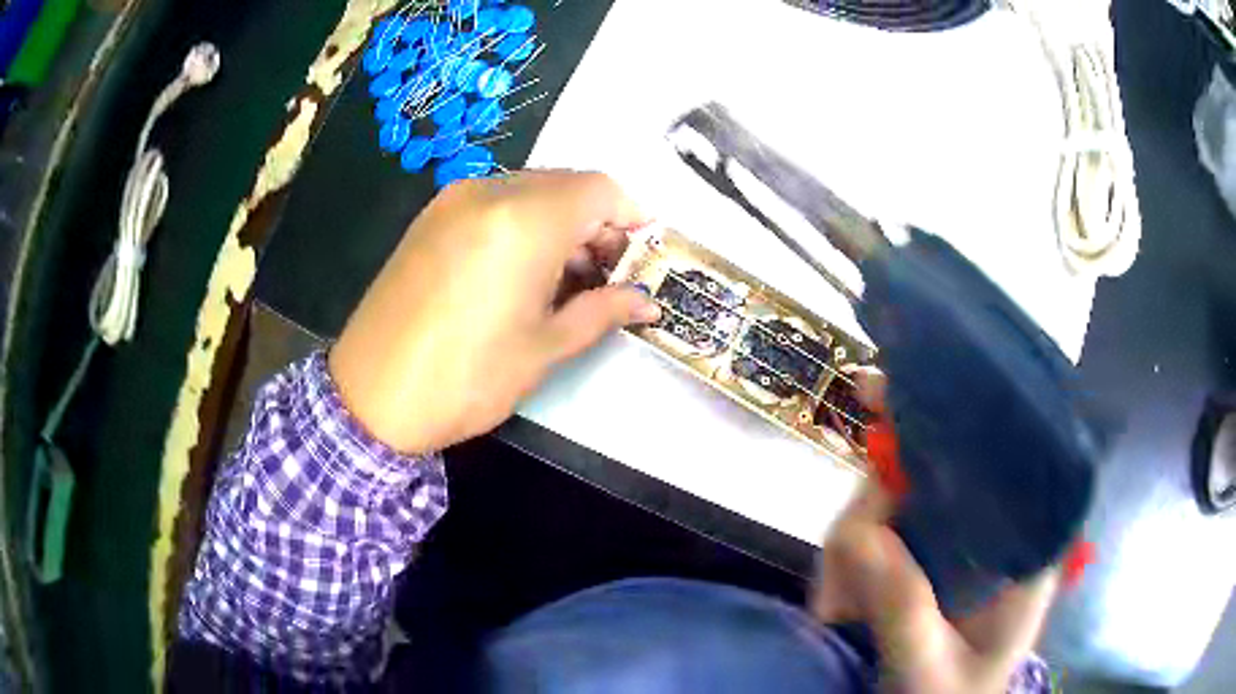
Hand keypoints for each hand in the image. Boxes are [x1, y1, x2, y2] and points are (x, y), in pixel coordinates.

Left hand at [329, 171, 660, 453]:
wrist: (370, 396)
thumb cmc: (464, 379)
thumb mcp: (544, 349)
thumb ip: (602, 312)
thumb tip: (646, 301)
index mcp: (525, 221)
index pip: (601, 189)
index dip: (632, 216)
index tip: (643, 255)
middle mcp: (490, 193)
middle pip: (567, 185)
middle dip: (597, 223)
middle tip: (606, 277)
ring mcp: (454, 201)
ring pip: (531, 191)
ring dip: (561, 225)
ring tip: (565, 282)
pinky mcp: (431, 218)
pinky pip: (495, 203)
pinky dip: (523, 225)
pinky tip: (521, 273)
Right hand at [811, 371, 1057, 693]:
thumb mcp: (932, 667)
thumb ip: (905, 608)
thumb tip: (859, 531)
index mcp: (1022, 542)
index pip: (996, 454)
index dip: (944, 418)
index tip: (883, 395)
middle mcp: (989, 527)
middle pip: (924, 472)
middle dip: (869, 513)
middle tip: (835, 592)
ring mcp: (948, 542)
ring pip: (886, 502)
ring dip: (846, 555)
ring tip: (836, 615)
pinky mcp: (916, 559)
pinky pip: (868, 534)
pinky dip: (842, 565)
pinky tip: (836, 607)